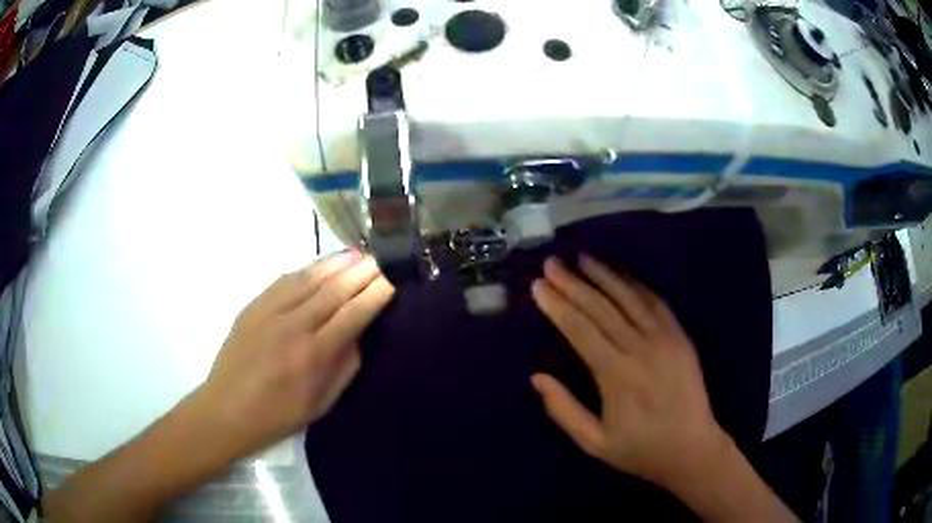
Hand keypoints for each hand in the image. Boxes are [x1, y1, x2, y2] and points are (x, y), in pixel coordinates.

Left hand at [193, 251, 394, 457]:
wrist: (227, 410)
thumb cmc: (279, 415)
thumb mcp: (321, 403)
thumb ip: (344, 366)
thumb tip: (358, 334)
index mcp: (313, 356)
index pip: (352, 316)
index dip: (374, 296)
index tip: (390, 282)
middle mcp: (293, 327)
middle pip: (333, 291)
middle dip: (360, 272)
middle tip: (379, 260)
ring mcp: (269, 313)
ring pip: (308, 279)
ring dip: (334, 264)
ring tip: (355, 254)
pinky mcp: (252, 307)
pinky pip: (283, 281)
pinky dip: (305, 270)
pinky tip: (318, 266)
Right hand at [529, 255, 728, 492]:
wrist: (692, 449)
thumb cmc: (640, 449)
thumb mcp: (594, 443)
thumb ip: (564, 410)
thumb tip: (537, 377)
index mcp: (616, 375)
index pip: (580, 330)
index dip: (558, 306)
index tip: (539, 286)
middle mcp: (640, 349)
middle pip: (601, 308)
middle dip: (573, 283)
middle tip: (552, 263)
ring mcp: (665, 338)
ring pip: (629, 298)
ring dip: (604, 275)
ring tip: (582, 258)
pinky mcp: (680, 336)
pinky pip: (656, 302)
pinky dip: (636, 284)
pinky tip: (621, 273)